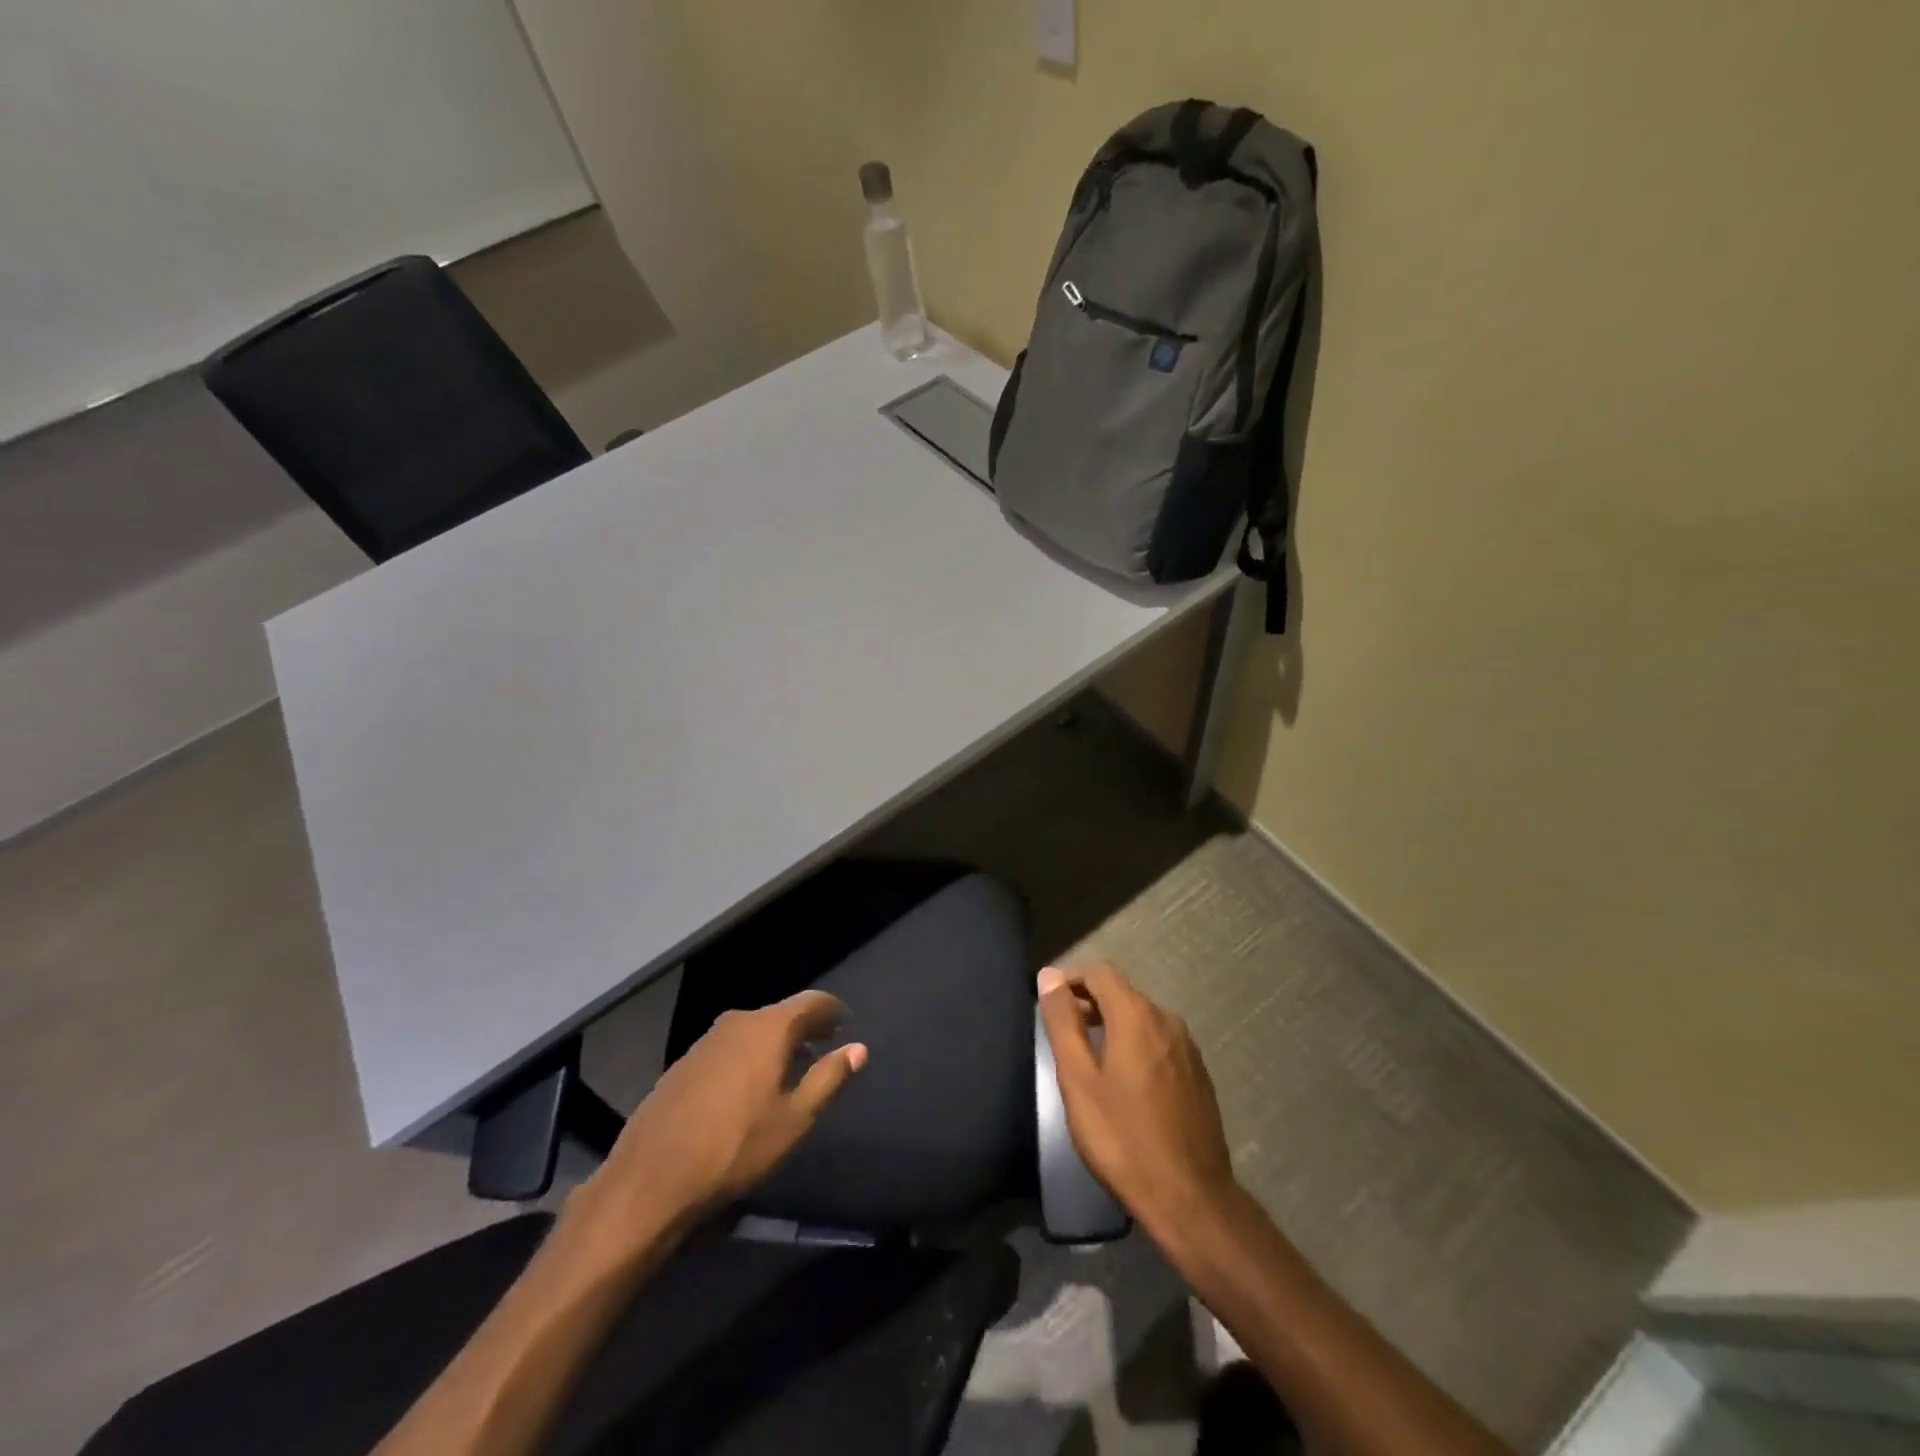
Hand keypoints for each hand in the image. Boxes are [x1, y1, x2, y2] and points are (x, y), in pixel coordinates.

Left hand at [581, 990, 866, 1233]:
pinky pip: (729, 1047)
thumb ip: (829, 1077)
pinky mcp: (684, 1063)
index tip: (846, 1021)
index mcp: (768, 1028)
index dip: (831, 1009)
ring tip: (791, 1064)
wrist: (652, 1178)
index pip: (810, 1002)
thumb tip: (858, 1048)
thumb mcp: (794, 1118)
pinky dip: (748, 1055)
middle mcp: (737, 1022)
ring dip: (775, 1042)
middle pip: (780, 1014)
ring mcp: (705, 1041)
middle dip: (804, 1026)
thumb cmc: (736, 1147)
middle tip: (824, 1042)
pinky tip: (749, 1085)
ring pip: (752, 1030)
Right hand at [1037, 962, 1235, 1229]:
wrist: (1190, 1198)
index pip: (1100, 972)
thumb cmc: (1122, 1137)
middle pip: (1122, 993)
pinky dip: (1135, 1044)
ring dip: (1112, 1023)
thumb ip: (1063, 1022)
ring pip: (1142, 1018)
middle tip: (1062, 1029)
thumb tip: (1049, 976)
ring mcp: (1187, 1048)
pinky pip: (1159, 1042)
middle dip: (1089, 1001)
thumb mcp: (1079, 1079)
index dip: (1071, 978)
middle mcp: (1166, 1020)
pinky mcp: (1198, 1074)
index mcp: (1136, 1015)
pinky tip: (1124, 1079)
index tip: (1049, 1000)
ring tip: (1088, 1054)